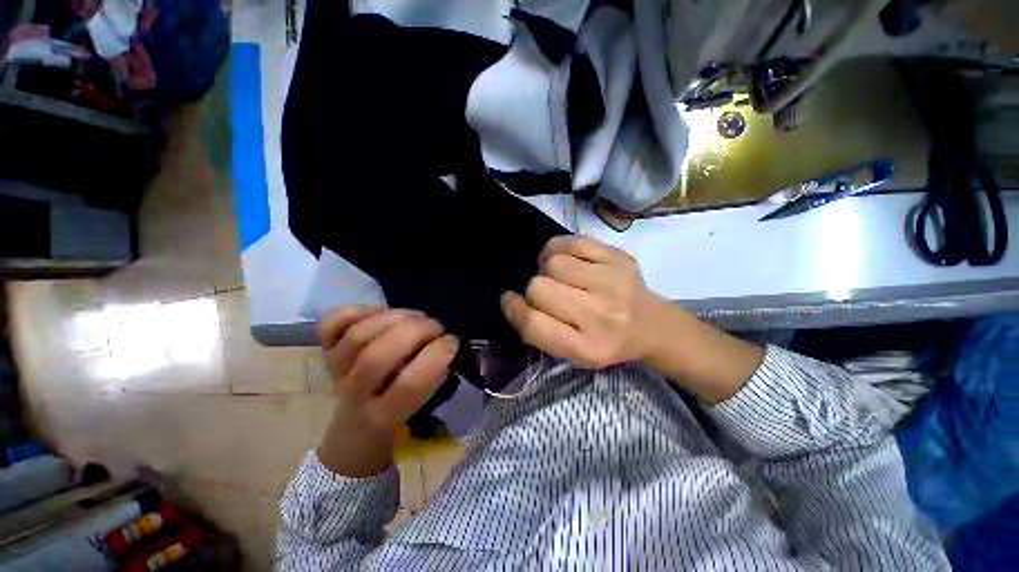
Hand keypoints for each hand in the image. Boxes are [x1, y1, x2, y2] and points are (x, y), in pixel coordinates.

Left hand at [317, 306, 459, 430]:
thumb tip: (445, 342)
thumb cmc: (398, 410)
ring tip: (416, 316)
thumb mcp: (422, 404)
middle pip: (377, 357)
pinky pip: (330, 325)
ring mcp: (335, 370)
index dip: (436, 356)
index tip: (452, 341)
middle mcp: (353, 394)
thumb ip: (433, 376)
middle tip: (436, 325)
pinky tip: (380, 311)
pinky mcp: (325, 351)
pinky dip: (357, 311)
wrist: (355, 425)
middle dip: (415, 331)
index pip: (408, 385)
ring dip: (395, 317)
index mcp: (382, 415)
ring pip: (357, 336)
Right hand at [500, 235, 668, 367]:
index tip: (510, 300)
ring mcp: (613, 283)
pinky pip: (571, 242)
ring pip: (553, 263)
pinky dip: (558, 248)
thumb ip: (538, 331)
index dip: (513, 309)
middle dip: (534, 290)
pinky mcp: (618, 258)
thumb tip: (511, 298)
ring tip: (557, 275)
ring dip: (546, 268)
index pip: (533, 324)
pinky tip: (566, 260)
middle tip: (547, 293)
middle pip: (539, 288)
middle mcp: (601, 316)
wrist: (650, 325)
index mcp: (586, 348)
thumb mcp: (571, 353)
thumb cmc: (604, 341)